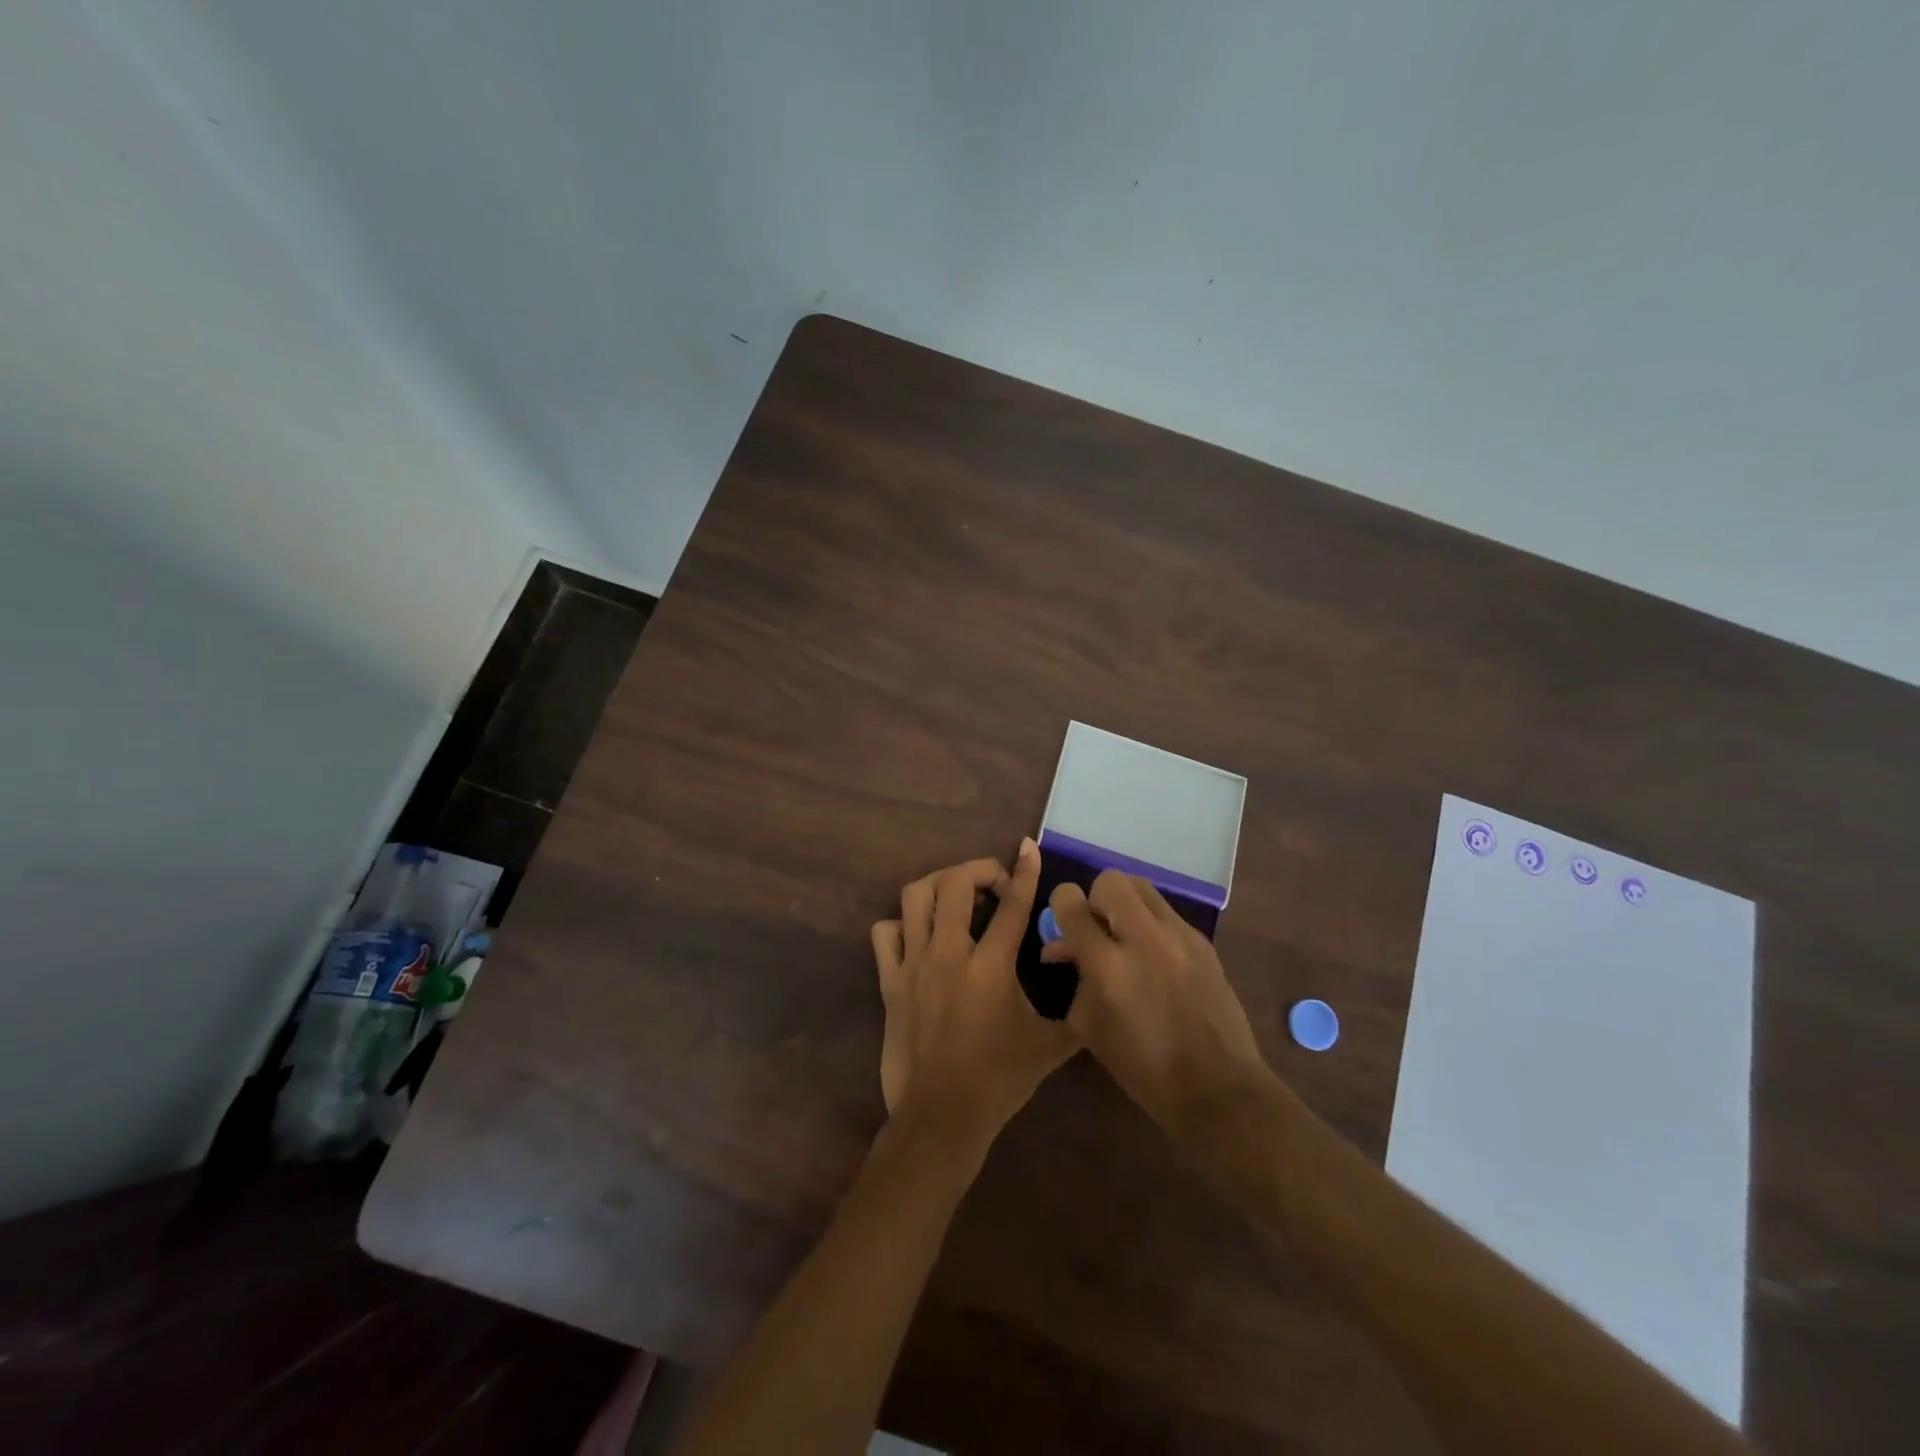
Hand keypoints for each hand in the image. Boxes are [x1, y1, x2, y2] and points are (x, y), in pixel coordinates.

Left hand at [871, 840, 1078, 1145]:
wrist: (943, 1116)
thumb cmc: (1001, 1079)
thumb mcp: (1052, 1045)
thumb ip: (1079, 1010)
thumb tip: (1095, 981)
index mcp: (991, 966)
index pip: (1012, 905)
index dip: (1025, 871)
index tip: (1028, 847)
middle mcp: (949, 954)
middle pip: (954, 883)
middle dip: (978, 870)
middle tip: (994, 884)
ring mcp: (914, 964)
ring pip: (915, 897)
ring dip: (938, 885)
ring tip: (956, 896)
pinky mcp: (889, 981)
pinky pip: (885, 933)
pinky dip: (901, 924)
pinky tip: (920, 935)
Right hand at [1042, 870, 1269, 1134]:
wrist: (1216, 1088)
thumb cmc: (1142, 1067)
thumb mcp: (1090, 1026)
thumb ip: (1074, 976)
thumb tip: (1063, 946)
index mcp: (1108, 966)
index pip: (1071, 903)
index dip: (1061, 904)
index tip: (1064, 921)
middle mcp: (1144, 939)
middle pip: (1111, 881)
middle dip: (1096, 898)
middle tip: (1098, 929)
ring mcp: (1179, 936)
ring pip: (1142, 887)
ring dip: (1125, 904)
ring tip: (1125, 936)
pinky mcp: (1203, 942)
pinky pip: (1166, 912)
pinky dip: (1151, 923)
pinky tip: (1155, 956)